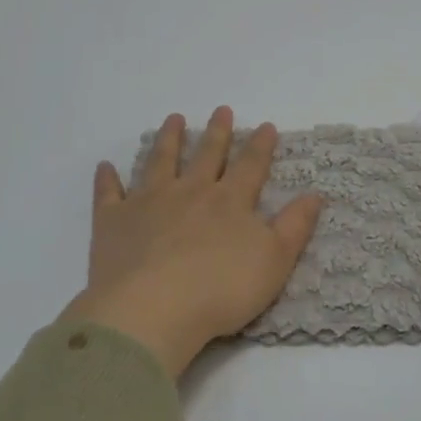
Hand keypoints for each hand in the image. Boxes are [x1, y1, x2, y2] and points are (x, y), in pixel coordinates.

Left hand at [70, 107, 324, 377]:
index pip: (250, 166)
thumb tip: (315, 194)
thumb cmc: (221, 290)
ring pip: (160, 162)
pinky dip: (108, 179)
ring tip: (174, 119)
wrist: (153, 310)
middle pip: (207, 155)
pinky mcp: (113, 222)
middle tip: (221, 110)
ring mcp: (149, 203)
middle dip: (217, 132)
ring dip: (168, 140)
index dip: (261, 146)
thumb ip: (295, 226)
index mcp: (229, 202)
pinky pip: (109, 194)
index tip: (267, 125)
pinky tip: (106, 166)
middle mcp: (190, 192)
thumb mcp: (275, 261)